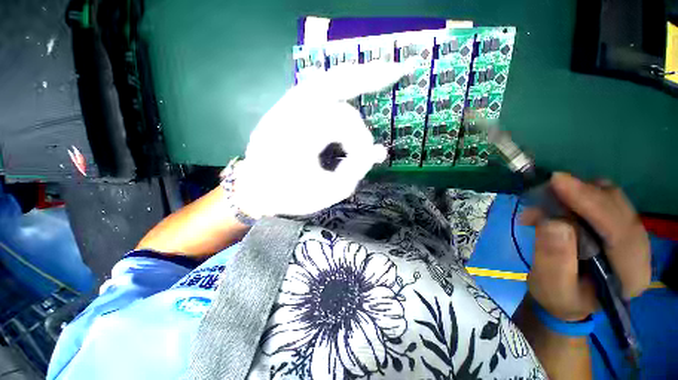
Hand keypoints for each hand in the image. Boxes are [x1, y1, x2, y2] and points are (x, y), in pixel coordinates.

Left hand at [231, 62, 409, 217]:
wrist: (254, 191)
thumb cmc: (287, 196)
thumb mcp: (325, 193)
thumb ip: (354, 173)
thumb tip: (379, 152)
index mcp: (299, 131)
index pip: (344, 122)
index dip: (361, 140)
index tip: (365, 161)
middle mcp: (292, 110)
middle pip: (337, 81)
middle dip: (370, 76)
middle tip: (399, 70)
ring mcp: (287, 105)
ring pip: (326, 80)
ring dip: (355, 76)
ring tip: (382, 72)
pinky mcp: (287, 108)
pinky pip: (315, 88)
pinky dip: (337, 83)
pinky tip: (351, 81)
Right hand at [522, 172, 650, 320]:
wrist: (565, 297)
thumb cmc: (558, 297)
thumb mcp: (550, 287)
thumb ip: (553, 259)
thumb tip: (553, 222)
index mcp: (631, 276)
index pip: (621, 232)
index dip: (592, 203)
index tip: (558, 181)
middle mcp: (639, 251)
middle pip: (620, 210)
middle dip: (584, 194)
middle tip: (546, 187)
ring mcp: (629, 236)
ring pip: (611, 199)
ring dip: (577, 194)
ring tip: (543, 201)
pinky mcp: (615, 225)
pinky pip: (600, 199)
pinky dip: (575, 196)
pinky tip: (552, 204)